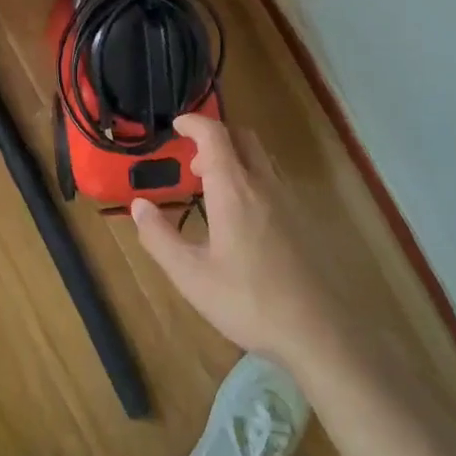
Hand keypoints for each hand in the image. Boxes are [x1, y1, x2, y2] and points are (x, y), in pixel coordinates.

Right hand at [131, 114, 337, 370]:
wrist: (317, 332)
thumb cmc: (247, 301)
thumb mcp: (191, 275)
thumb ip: (159, 237)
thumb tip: (139, 205)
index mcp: (234, 191)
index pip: (214, 135)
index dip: (194, 123)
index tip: (176, 125)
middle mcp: (263, 185)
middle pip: (242, 137)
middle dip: (215, 137)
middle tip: (193, 163)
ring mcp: (287, 202)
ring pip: (260, 158)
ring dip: (234, 158)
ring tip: (212, 190)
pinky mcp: (301, 221)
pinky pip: (272, 181)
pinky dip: (250, 179)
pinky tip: (240, 218)